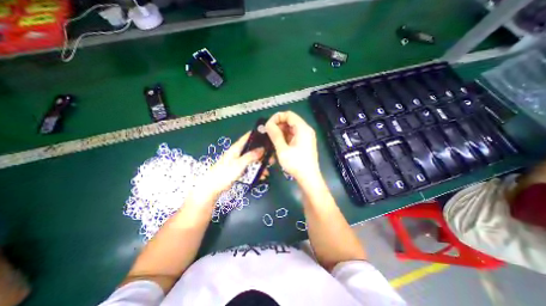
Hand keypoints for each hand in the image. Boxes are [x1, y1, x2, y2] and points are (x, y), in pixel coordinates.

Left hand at [189, 132, 263, 204]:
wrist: (213, 186)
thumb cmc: (225, 173)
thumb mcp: (239, 164)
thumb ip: (251, 156)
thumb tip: (263, 149)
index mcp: (237, 148)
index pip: (247, 137)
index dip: (257, 135)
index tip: (267, 136)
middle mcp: (238, 153)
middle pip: (253, 149)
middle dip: (263, 153)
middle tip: (272, 157)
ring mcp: (239, 161)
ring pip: (253, 159)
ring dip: (261, 163)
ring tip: (268, 169)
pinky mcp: (239, 169)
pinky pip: (250, 167)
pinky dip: (256, 170)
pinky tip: (262, 176)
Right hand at [265, 112, 319, 181]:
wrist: (308, 178)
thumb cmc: (296, 164)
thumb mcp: (282, 149)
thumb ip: (275, 135)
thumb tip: (268, 124)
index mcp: (303, 129)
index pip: (288, 115)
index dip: (277, 117)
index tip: (268, 126)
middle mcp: (306, 130)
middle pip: (290, 121)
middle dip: (278, 125)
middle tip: (268, 133)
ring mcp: (306, 136)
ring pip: (291, 128)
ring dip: (281, 132)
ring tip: (272, 140)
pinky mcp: (304, 143)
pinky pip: (293, 135)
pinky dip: (285, 137)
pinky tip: (278, 144)